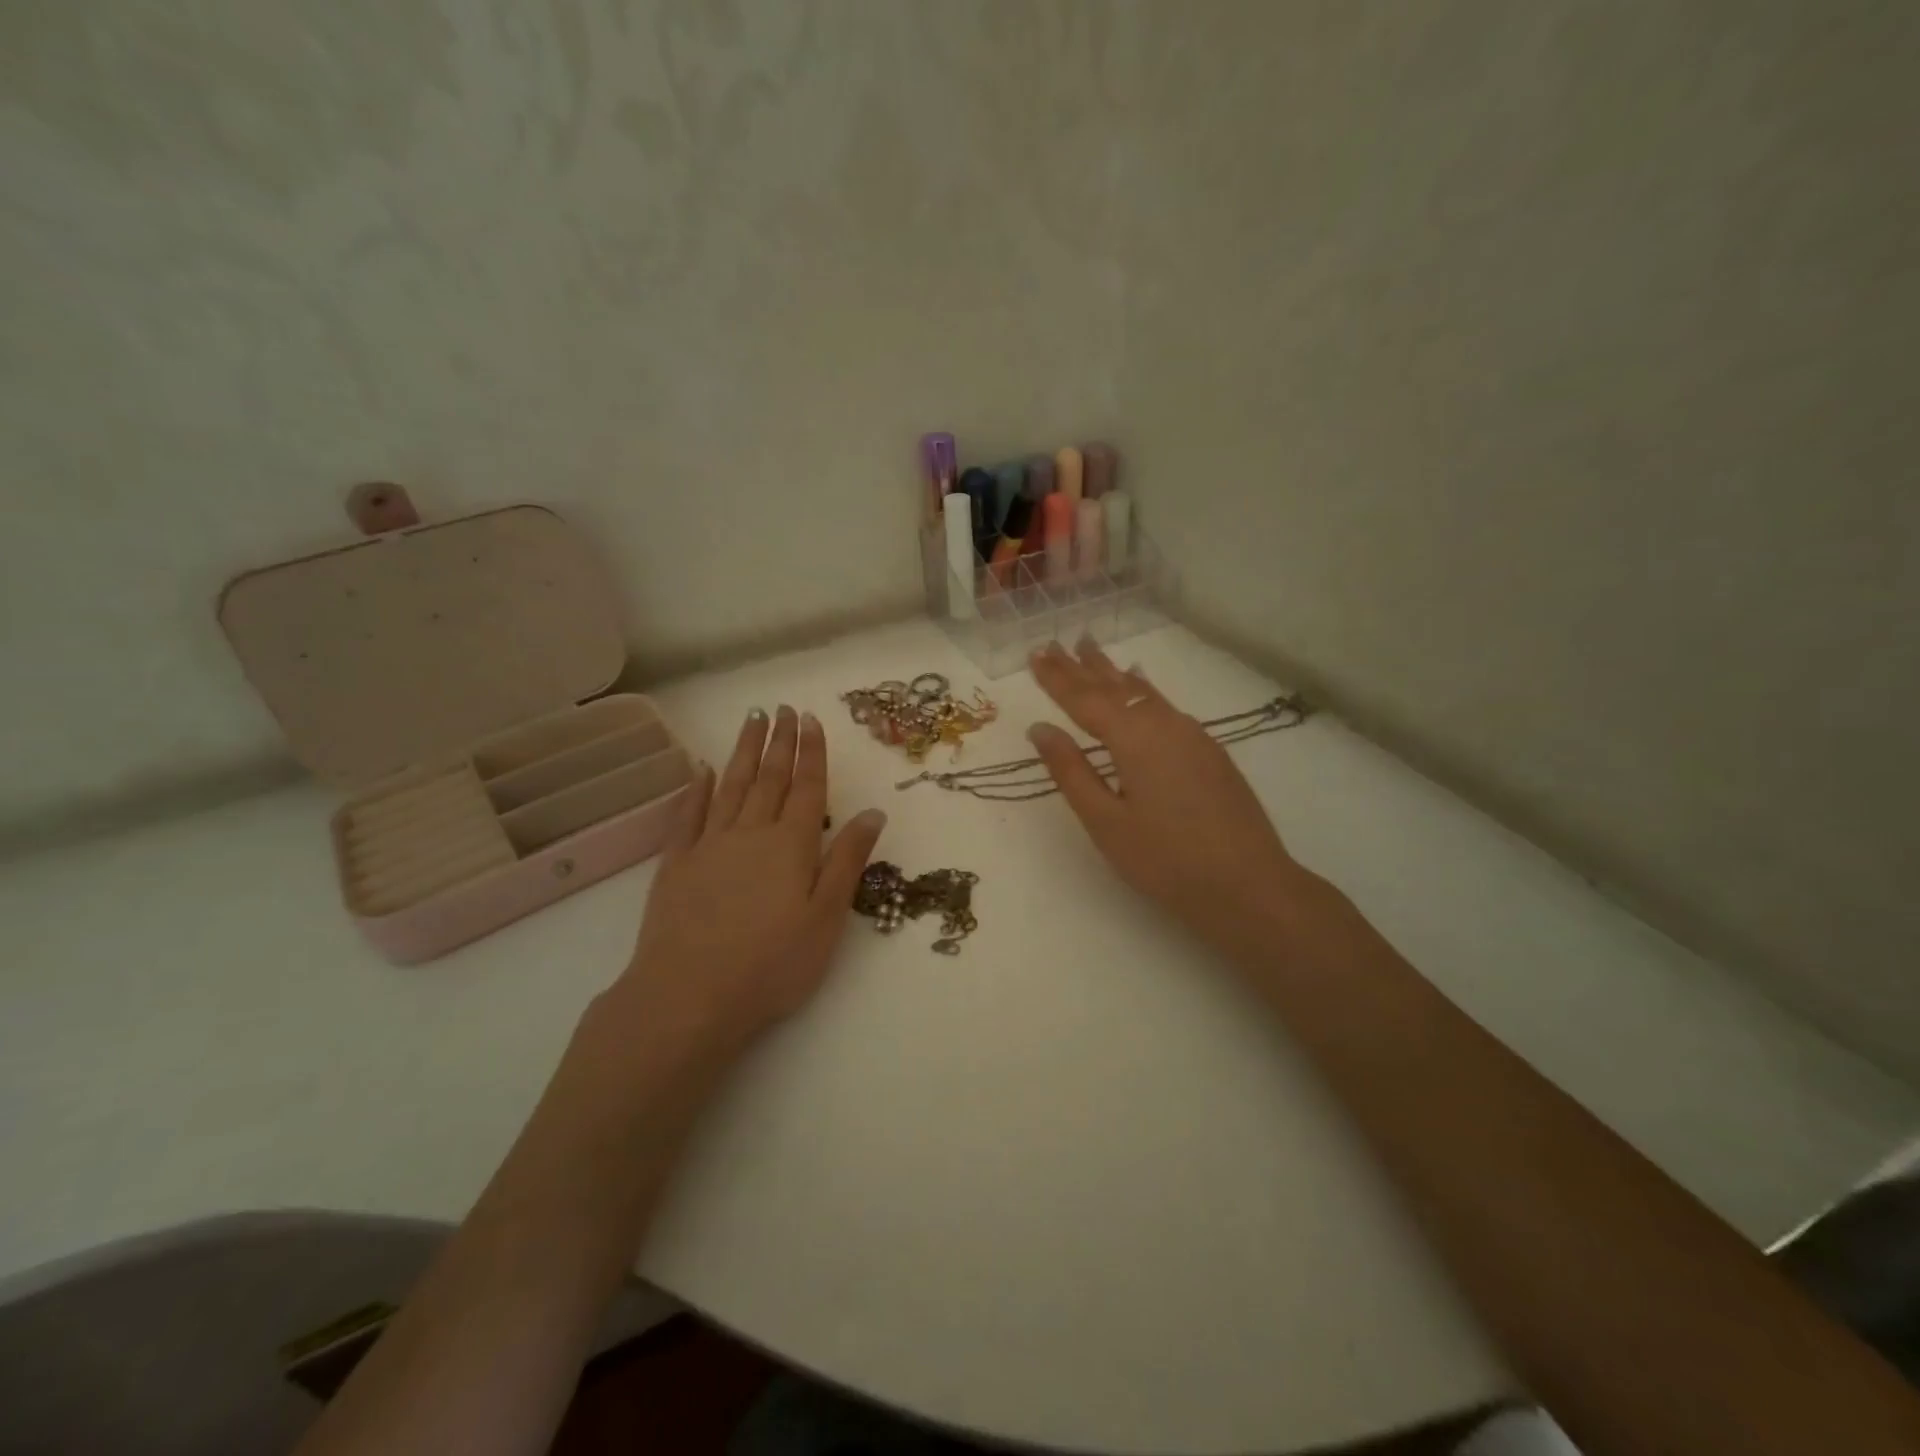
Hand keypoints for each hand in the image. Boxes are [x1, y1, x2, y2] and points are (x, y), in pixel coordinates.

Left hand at [592, 706, 887, 1066]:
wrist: (689, 996)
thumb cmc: (772, 963)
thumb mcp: (826, 917)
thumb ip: (848, 860)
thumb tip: (873, 813)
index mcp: (791, 845)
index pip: (807, 787)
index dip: (811, 752)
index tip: (810, 719)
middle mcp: (750, 833)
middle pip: (769, 777)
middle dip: (779, 741)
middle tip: (782, 708)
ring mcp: (709, 846)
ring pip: (730, 786)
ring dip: (743, 752)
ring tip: (751, 720)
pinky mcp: (675, 865)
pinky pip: (688, 815)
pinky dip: (696, 789)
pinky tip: (702, 770)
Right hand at [1026, 639, 1312, 953]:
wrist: (1249, 885)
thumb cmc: (1166, 860)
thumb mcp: (1105, 821)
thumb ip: (1071, 771)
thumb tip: (1040, 729)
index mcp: (1134, 738)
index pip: (1084, 699)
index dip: (1056, 678)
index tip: (1035, 653)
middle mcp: (1164, 725)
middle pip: (1114, 688)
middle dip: (1082, 666)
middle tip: (1057, 643)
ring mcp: (1193, 735)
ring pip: (1143, 692)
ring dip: (1113, 672)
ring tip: (1092, 650)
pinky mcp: (1210, 751)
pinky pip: (1165, 706)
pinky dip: (1143, 689)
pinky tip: (1142, 686)